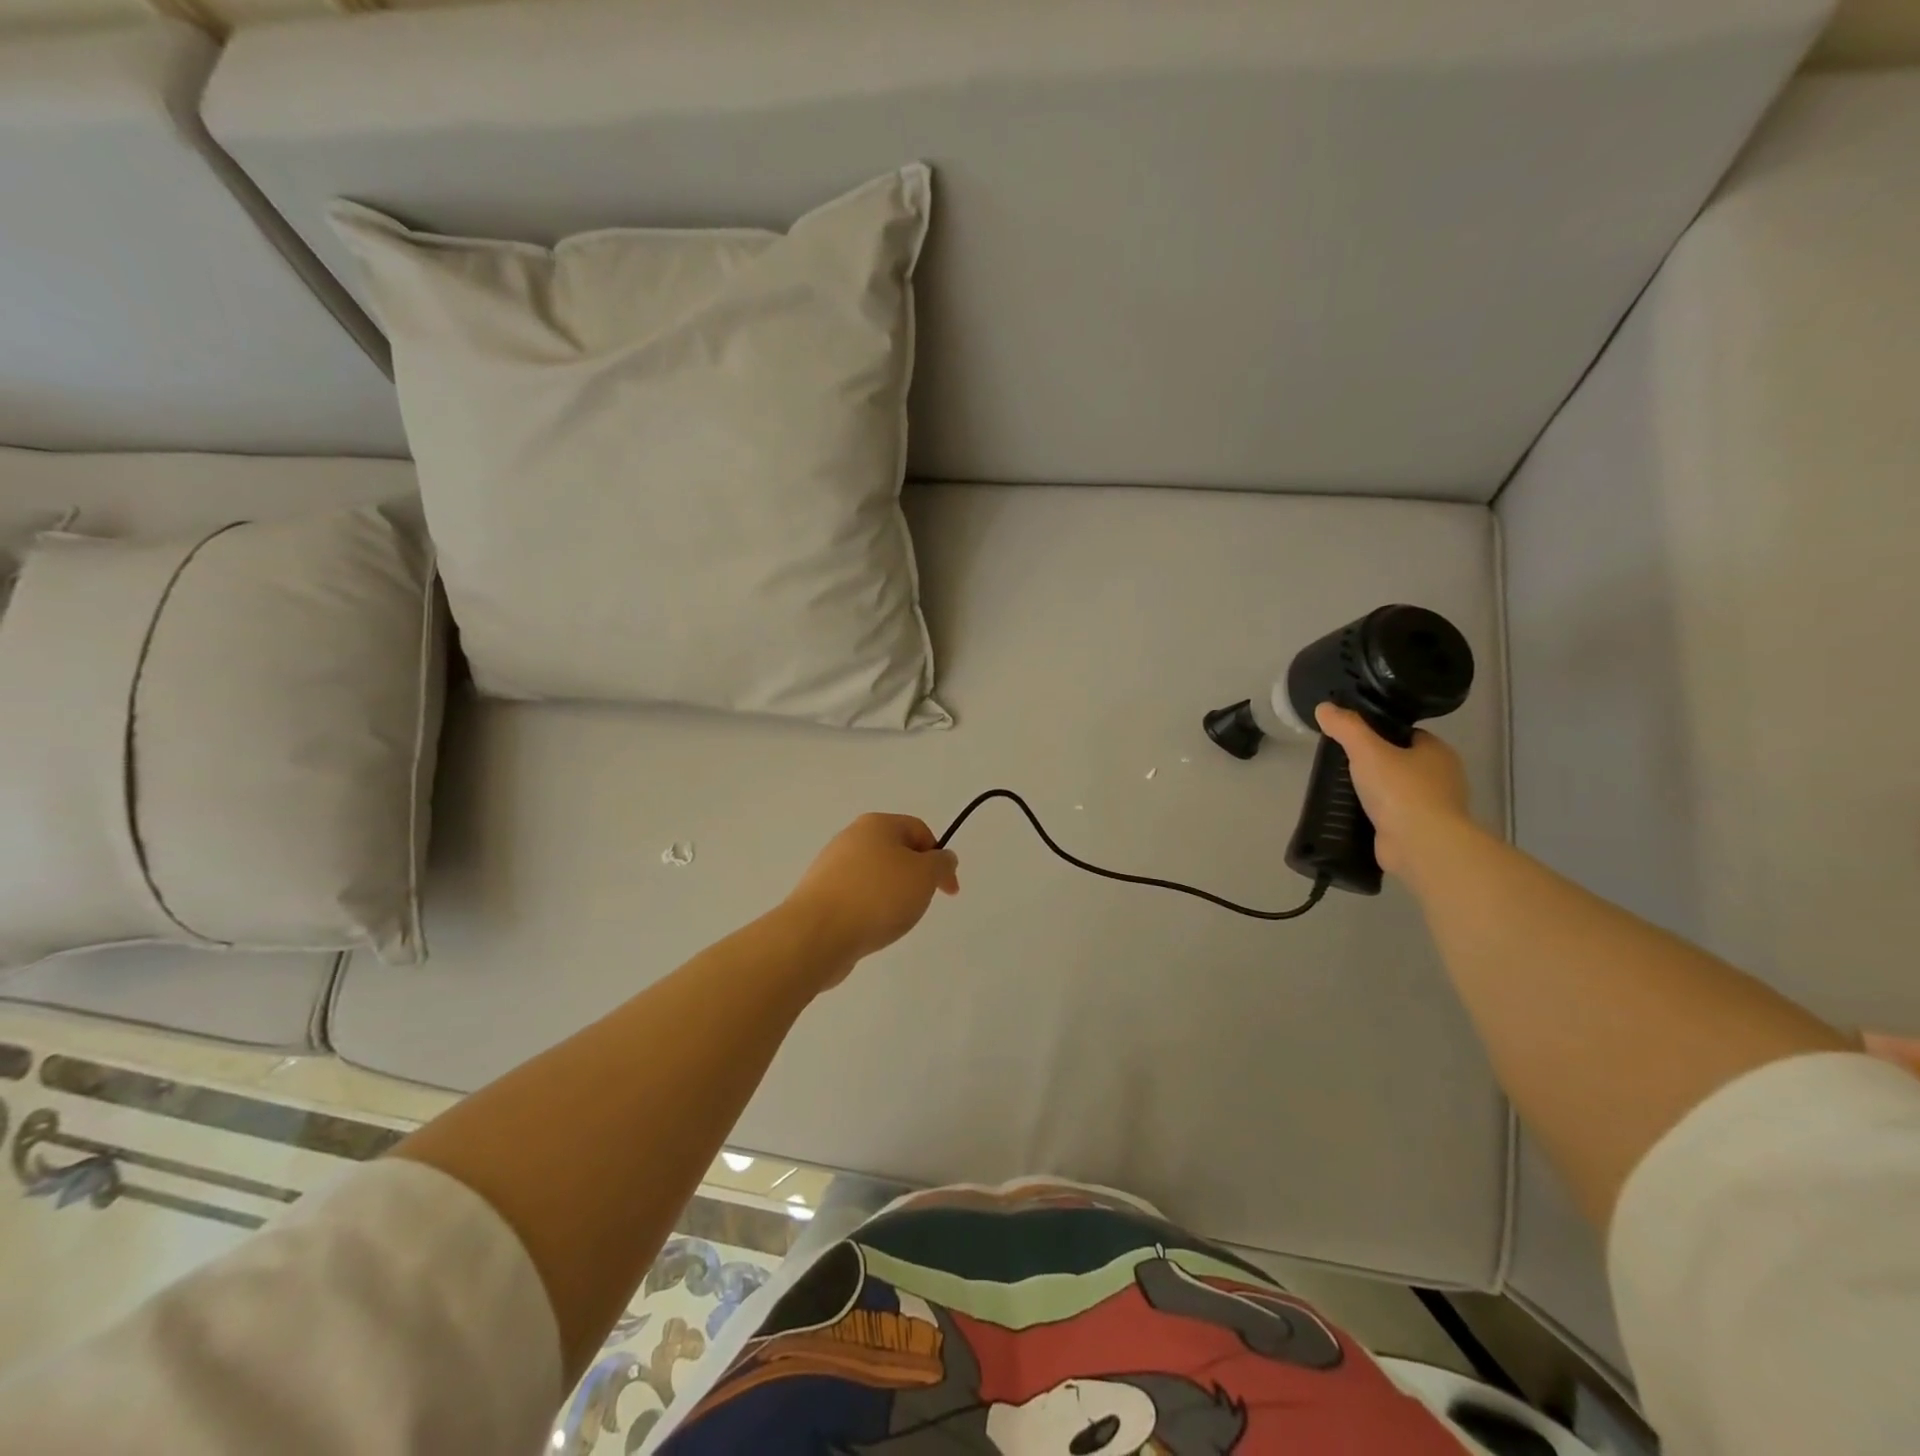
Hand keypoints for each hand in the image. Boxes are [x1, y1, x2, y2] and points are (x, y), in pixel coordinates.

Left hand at [782, 814, 959, 983]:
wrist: (817, 933)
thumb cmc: (878, 896)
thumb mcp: (925, 876)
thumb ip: (941, 863)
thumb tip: (942, 858)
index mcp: (876, 824)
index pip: (919, 830)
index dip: (940, 858)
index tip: (948, 891)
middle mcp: (851, 838)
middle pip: (896, 852)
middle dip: (914, 878)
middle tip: (920, 904)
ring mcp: (831, 866)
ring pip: (875, 877)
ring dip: (892, 896)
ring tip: (893, 920)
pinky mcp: (819, 894)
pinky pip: (856, 897)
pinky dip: (869, 910)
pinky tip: (870, 928)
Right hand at [1315, 702, 1473, 881]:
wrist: (1420, 844)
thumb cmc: (1400, 790)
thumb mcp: (1367, 750)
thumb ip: (1346, 727)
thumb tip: (1324, 707)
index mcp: (1438, 752)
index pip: (1408, 734)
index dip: (1381, 733)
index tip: (1354, 739)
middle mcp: (1442, 777)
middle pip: (1402, 762)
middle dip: (1376, 764)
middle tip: (1343, 764)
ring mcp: (1433, 807)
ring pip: (1398, 790)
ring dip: (1375, 791)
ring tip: (1343, 789)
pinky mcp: (1420, 832)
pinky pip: (1394, 815)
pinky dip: (1376, 814)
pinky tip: (1353, 814)